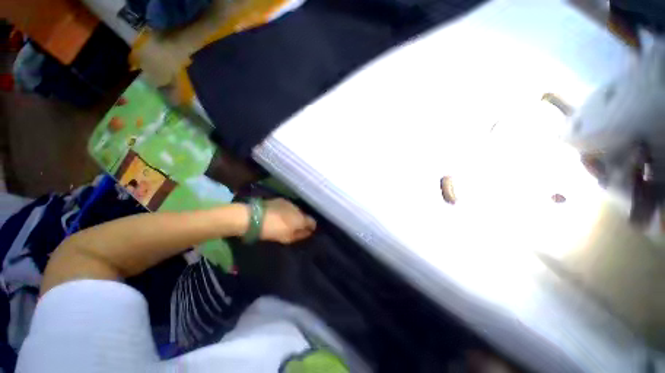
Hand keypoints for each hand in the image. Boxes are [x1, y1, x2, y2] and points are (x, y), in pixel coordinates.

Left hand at [260, 199, 315, 243]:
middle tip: (296, 227)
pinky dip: (287, 210)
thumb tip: (308, 232)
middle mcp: (298, 208)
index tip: (308, 231)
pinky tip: (280, 214)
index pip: (312, 222)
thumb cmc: (273, 230)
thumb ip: (300, 235)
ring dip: (294, 214)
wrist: (255, 217)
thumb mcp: (287, 238)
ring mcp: (289, 203)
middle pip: (304, 215)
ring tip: (287, 220)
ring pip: (296, 210)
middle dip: (302, 220)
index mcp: (301, 219)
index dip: (311, 227)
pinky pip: (288, 206)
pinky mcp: (280, 200)